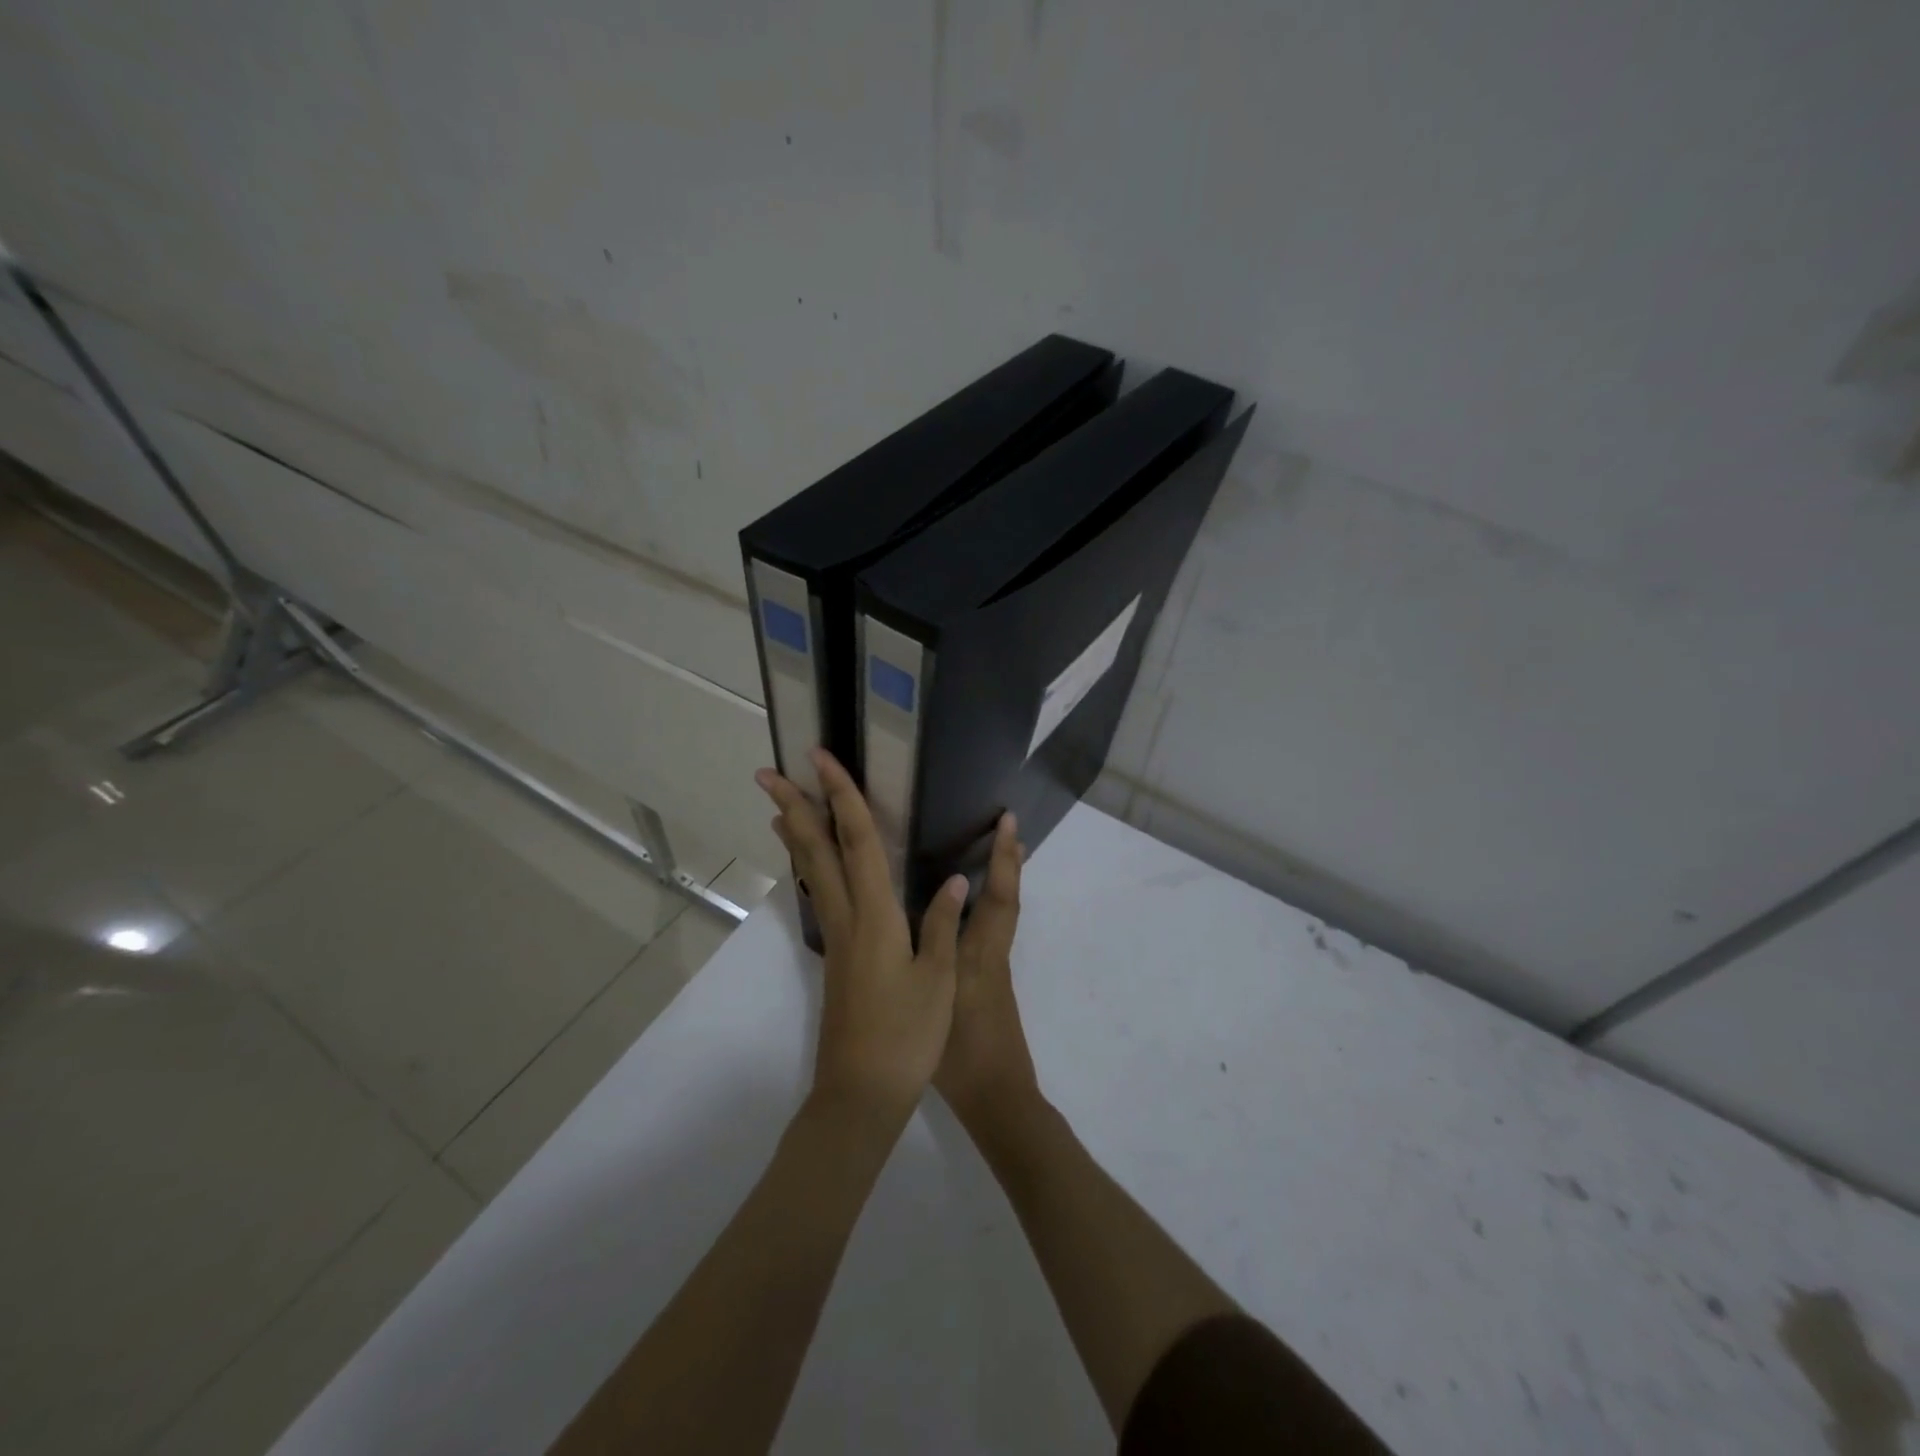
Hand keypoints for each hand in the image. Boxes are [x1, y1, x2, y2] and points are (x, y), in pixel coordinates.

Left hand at [756, 749, 967, 1125]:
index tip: (820, 759)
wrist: (860, 1094)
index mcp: (875, 916)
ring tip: (779, 809)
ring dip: (797, 836)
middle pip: (817, 850)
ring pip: (812, 873)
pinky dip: (811, 869)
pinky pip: (821, 897)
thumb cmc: (906, 1037)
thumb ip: (941, 926)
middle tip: (768, 774)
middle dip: (794, 807)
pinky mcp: (837, 958)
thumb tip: (953, 880)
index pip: (857, 841)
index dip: (842, 795)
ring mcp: (837, 939)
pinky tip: (814, 869)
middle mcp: (848, 918)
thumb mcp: (937, 981)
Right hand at [934, 811, 1040, 1131]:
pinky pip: (991, 931)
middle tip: (1006, 825)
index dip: (1005, 859)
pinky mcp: (988, 985)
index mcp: (980, 955)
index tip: (1009, 822)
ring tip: (992, 853)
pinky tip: (965, 909)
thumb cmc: (961, 1055)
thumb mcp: (938, 1000)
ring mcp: (993, 970)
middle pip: (1008, 899)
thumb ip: (932, 951)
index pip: (999, 898)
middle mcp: (992, 954)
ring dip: (1002, 880)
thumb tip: (931, 900)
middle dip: (1009, 861)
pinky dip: (988, 906)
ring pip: (1002, 914)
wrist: (997, 1100)